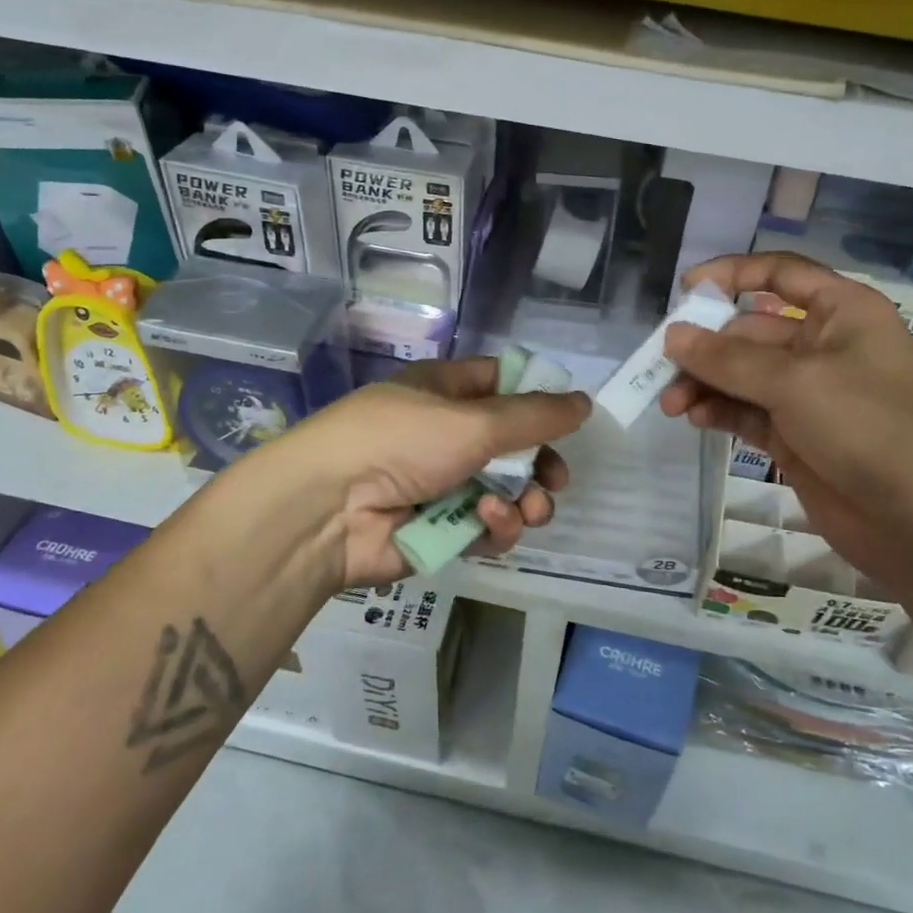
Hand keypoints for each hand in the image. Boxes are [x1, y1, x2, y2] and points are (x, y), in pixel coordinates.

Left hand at [279, 356, 591, 586]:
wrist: (327, 510)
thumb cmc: (400, 441)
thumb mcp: (474, 421)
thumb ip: (535, 416)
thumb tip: (585, 402)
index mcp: (446, 391)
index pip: (502, 383)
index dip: (537, 398)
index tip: (568, 419)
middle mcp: (446, 434)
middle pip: (512, 445)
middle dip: (540, 464)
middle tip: (555, 479)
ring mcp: (442, 484)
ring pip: (505, 492)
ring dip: (524, 501)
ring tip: (525, 509)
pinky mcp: (439, 529)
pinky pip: (485, 527)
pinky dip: (494, 527)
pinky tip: (487, 523)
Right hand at [659, 253, 912, 600]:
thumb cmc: (870, 429)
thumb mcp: (796, 383)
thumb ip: (729, 359)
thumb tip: (673, 336)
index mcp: (842, 313)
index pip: (780, 274)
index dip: (732, 275)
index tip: (685, 292)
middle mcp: (825, 345)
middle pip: (750, 330)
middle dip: (706, 348)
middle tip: (662, 369)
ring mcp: (810, 394)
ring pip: (743, 375)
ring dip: (706, 384)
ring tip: (672, 404)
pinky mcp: (796, 435)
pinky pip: (747, 412)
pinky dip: (720, 411)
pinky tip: (695, 418)